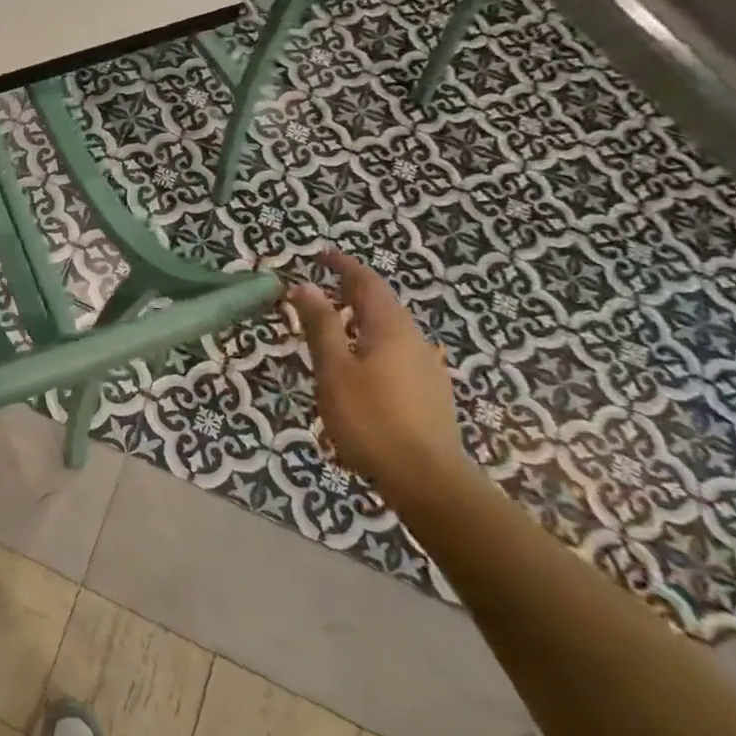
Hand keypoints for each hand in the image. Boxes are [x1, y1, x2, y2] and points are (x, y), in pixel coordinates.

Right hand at [287, 251, 467, 497]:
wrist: (427, 481)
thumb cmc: (371, 419)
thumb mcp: (334, 369)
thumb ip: (320, 325)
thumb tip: (305, 285)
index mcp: (391, 328)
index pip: (367, 282)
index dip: (343, 266)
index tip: (320, 255)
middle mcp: (415, 340)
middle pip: (381, 304)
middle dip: (351, 292)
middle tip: (319, 290)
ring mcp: (427, 369)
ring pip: (389, 331)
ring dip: (360, 320)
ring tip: (332, 326)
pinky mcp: (429, 394)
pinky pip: (395, 353)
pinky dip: (370, 344)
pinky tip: (357, 366)